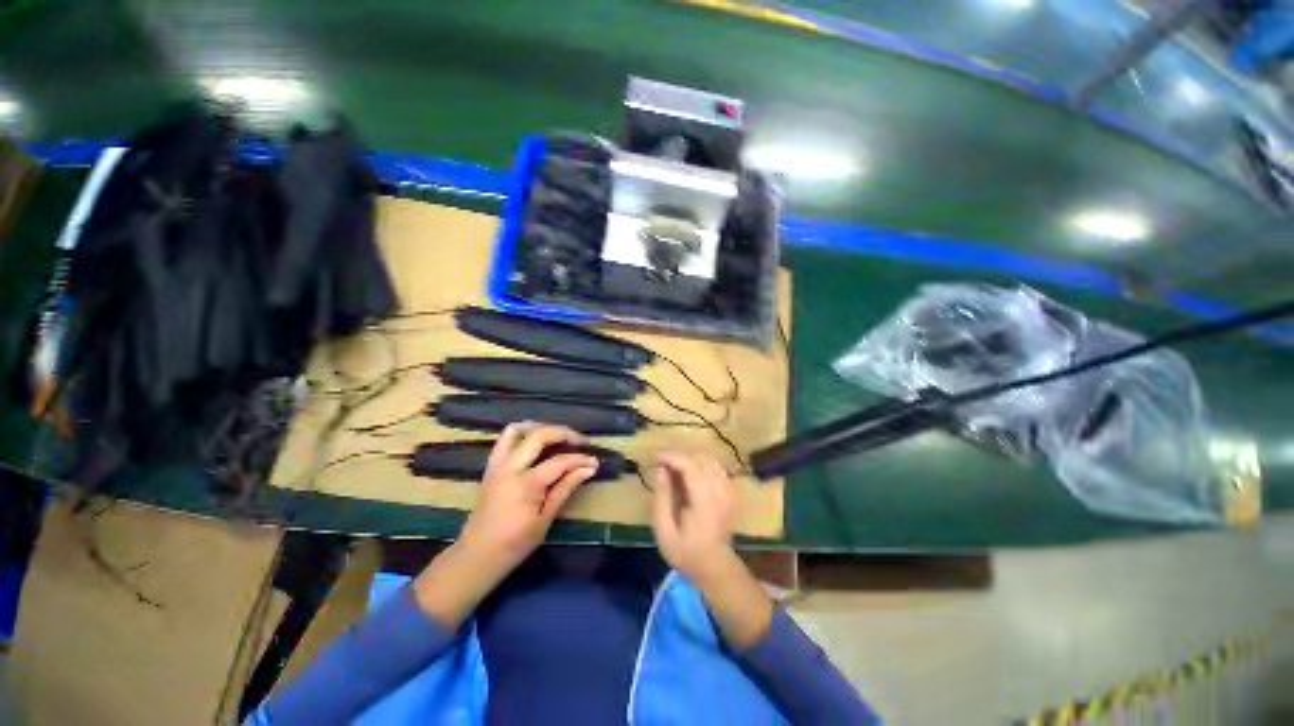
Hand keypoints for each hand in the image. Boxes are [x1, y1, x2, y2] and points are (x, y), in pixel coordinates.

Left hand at [458, 422, 598, 571]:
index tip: (594, 461)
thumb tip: (589, 469)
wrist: (476, 556)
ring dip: (539, 427)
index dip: (579, 459)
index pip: (559, 461)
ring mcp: (497, 465)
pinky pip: (505, 440)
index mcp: (525, 484)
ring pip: (516, 430)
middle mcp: (510, 467)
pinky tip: (536, 445)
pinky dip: (523, 435)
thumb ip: (565, 489)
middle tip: (579, 441)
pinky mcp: (491, 467)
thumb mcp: (545, 520)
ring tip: (556, 435)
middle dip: (563, 433)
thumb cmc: (514, 544)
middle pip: (539, 435)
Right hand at [650, 449, 771, 649]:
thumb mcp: (664, 531)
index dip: (673, 457)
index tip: (656, 457)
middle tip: (662, 463)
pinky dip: (702, 464)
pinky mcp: (731, 492)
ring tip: (674, 467)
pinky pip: (717, 468)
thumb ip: (662, 498)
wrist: (714, 566)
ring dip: (690, 459)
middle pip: (701, 459)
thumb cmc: (686, 552)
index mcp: (704, 502)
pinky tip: (690, 474)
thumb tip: (661, 470)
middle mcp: (720, 492)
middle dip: (679, 456)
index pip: (691, 467)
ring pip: (710, 460)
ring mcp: (728, 491)